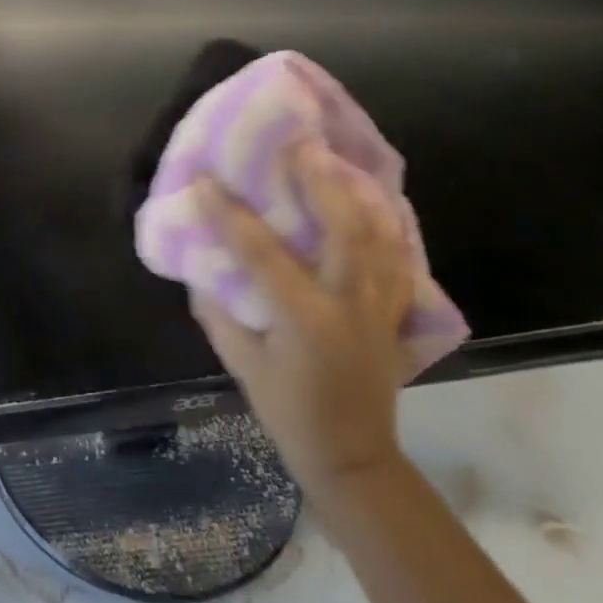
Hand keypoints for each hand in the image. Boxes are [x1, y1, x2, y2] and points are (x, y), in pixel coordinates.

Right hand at [191, 139, 415, 501]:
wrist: (352, 455)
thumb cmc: (287, 410)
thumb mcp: (241, 363)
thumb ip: (218, 311)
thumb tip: (202, 266)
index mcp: (305, 319)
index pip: (261, 253)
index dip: (229, 214)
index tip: (204, 181)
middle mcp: (350, 305)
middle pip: (345, 229)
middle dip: (320, 182)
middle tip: (299, 147)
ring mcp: (382, 308)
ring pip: (381, 238)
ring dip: (358, 195)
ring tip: (335, 162)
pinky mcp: (397, 314)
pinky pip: (399, 259)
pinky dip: (388, 226)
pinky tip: (374, 204)